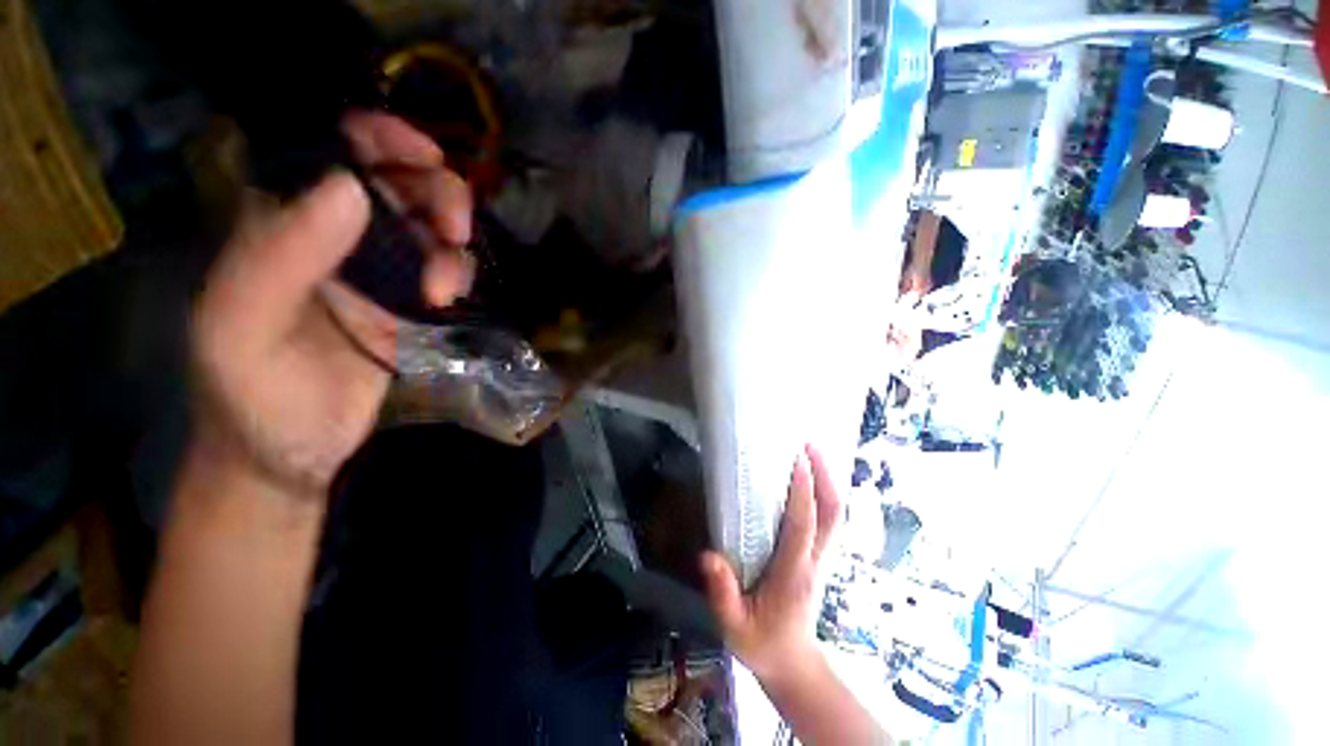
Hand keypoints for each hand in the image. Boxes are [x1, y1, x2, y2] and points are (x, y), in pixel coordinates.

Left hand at [190, 113, 472, 496]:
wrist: (290, 454)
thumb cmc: (251, 397)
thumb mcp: (243, 328)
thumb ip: (282, 256)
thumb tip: (349, 187)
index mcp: (278, 225)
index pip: (330, 153)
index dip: (378, 137)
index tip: (426, 154)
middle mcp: (330, 237)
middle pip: (395, 184)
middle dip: (435, 194)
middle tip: (455, 230)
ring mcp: (374, 272)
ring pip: (428, 227)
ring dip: (449, 245)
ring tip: (443, 289)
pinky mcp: (406, 303)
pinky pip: (444, 268)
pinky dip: (456, 273)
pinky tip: (446, 299)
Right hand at [700, 445, 841, 681]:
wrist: (793, 664)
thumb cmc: (762, 643)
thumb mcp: (734, 626)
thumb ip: (722, 593)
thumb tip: (708, 556)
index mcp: (794, 572)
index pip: (803, 526)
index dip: (802, 493)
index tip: (796, 462)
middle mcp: (815, 560)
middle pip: (833, 514)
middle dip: (825, 477)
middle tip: (810, 446)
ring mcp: (822, 558)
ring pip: (836, 515)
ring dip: (829, 482)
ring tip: (813, 453)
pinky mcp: (820, 557)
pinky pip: (830, 520)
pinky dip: (826, 495)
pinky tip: (813, 479)